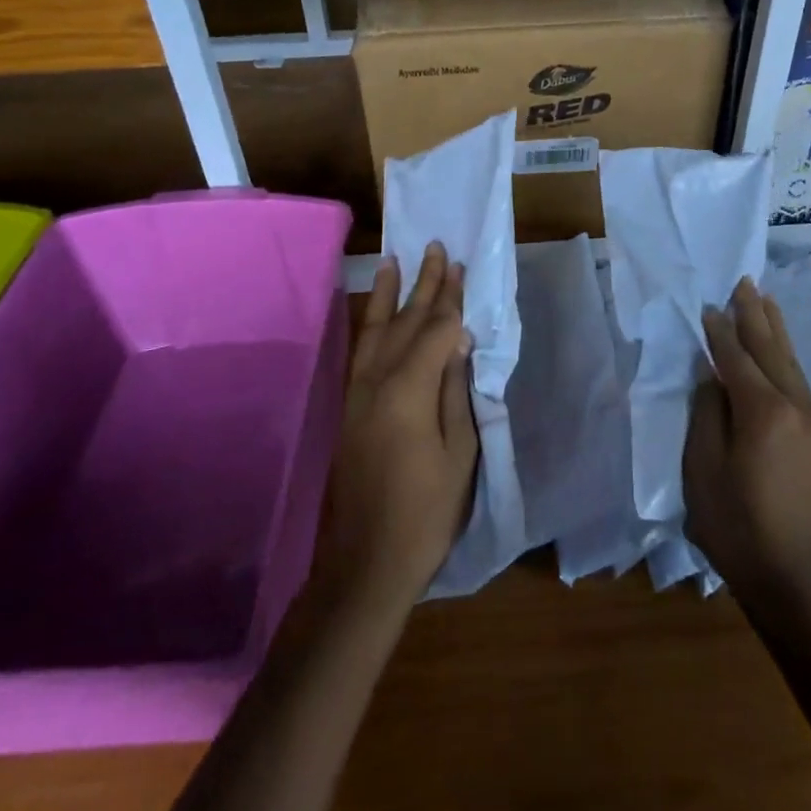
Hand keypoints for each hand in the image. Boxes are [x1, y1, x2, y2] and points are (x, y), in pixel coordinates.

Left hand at [317, 242, 478, 620]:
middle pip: (405, 322)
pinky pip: (360, 352)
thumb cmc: (427, 510)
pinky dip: (368, 325)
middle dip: (423, 284)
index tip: (460, 267)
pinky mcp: (350, 408)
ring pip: (375, 331)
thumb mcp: (460, 452)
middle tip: (435, 249)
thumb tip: (458, 340)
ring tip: (393, 261)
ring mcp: (358, 393)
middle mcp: (377, 381)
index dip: (451, 300)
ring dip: (387, 295)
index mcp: (408, 391)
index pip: (435, 331)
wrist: (367, 561)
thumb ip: (455, 390)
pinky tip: (372, 313)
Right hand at [684, 277, 810, 610]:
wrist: (800, 584)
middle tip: (744, 283)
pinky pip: (802, 385)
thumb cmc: (738, 530)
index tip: (708, 307)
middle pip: (771, 350)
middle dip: (755, 315)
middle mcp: (796, 407)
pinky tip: (781, 355)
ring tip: (766, 301)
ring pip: (792, 364)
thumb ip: (707, 416)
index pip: (736, 358)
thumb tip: (714, 380)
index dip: (720, 332)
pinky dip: (787, 360)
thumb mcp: (703, 472)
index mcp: (763, 412)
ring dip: (776, 331)